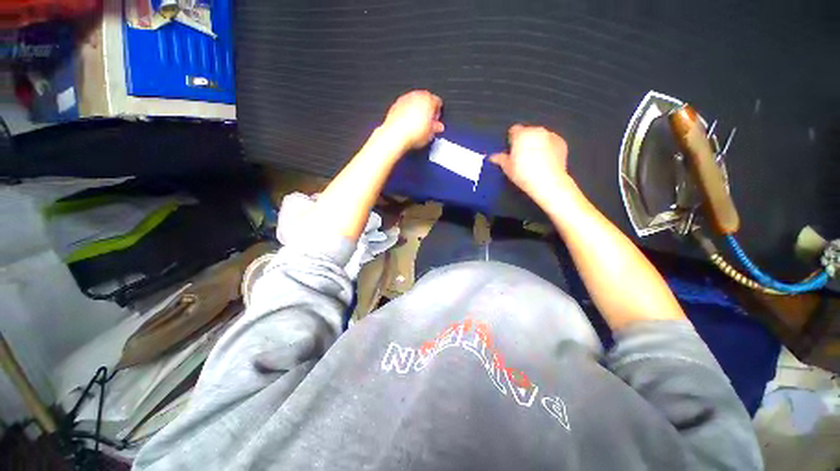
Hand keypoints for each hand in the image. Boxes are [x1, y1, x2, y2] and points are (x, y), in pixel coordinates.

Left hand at [380, 90, 444, 151]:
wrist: (395, 136)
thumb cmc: (412, 133)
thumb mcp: (430, 133)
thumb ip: (436, 127)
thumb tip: (438, 127)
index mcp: (428, 100)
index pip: (438, 102)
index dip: (438, 113)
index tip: (435, 122)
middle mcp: (416, 96)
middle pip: (426, 100)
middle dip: (427, 110)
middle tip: (427, 124)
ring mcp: (405, 99)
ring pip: (414, 102)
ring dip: (417, 111)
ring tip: (417, 125)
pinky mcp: (395, 104)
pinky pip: (404, 107)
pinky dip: (407, 113)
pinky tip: (408, 124)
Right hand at [490, 124, 572, 205]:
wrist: (548, 181)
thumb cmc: (525, 174)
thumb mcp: (508, 168)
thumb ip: (500, 159)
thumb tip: (493, 157)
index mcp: (521, 135)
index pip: (514, 130)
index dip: (511, 139)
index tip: (511, 149)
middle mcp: (536, 131)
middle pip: (527, 132)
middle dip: (524, 141)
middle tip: (521, 156)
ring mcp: (550, 135)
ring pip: (540, 136)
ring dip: (536, 143)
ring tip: (534, 159)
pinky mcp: (561, 142)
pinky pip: (551, 142)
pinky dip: (548, 147)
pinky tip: (545, 160)